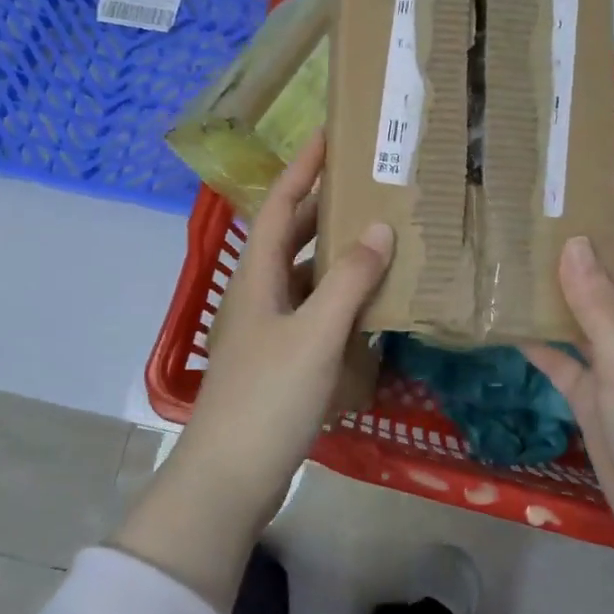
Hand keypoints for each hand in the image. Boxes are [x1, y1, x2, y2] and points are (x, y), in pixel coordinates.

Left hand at [179, 130, 393, 514]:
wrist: (230, 478)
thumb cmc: (268, 397)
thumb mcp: (314, 334)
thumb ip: (349, 280)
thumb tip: (380, 228)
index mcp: (259, 277)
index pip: (282, 206)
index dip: (303, 168)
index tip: (329, 135)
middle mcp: (261, 294)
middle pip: (295, 237)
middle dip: (328, 208)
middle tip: (371, 186)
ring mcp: (270, 329)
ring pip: (309, 277)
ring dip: (340, 256)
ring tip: (384, 237)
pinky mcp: (283, 360)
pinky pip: (317, 313)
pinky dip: (343, 300)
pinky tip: (374, 304)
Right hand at [524, 220, 613, 580]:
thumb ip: (598, 305)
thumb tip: (573, 242)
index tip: (585, 190)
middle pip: (606, 284)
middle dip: (578, 252)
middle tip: (534, 219)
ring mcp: (612, 368)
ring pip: (579, 320)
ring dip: (553, 295)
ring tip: (512, 260)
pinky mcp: (591, 399)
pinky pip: (561, 362)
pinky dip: (539, 344)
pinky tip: (507, 324)